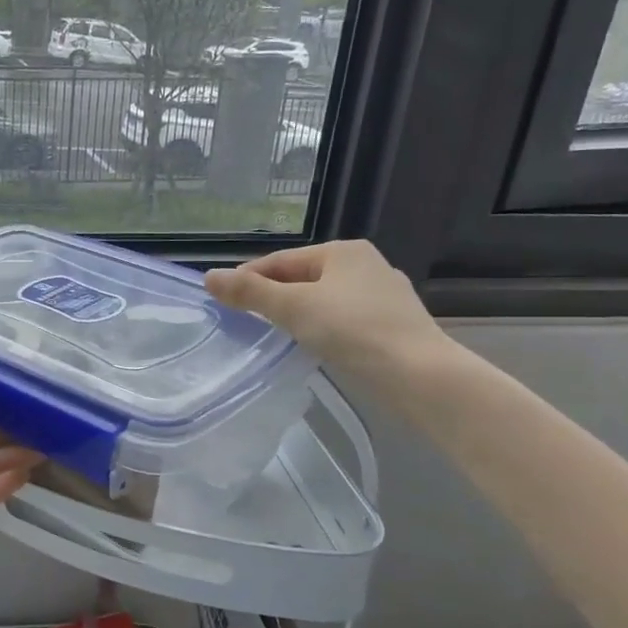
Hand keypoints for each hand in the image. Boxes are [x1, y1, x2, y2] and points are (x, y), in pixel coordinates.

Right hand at [205, 240, 448, 389]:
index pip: (281, 260)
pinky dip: (322, 328)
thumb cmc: (353, 331)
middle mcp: (366, 265)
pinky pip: (343, 320)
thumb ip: (249, 292)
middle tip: (244, 321)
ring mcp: (383, 296)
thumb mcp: (292, 308)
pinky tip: (313, 346)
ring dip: (297, 314)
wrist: (419, 376)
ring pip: (323, 300)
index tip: (223, 300)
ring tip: (273, 335)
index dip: (248, 277)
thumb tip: (208, 277)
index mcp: (343, 251)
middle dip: (273, 296)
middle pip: (302, 278)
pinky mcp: (393, 325)